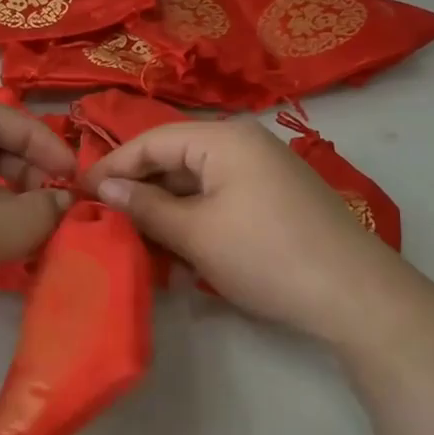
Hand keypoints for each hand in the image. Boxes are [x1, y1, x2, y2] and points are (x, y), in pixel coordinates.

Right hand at [84, 118, 413, 345]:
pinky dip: (194, 218)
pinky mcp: (274, 200)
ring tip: (133, 237)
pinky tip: (176, 247)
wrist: (355, 295)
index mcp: (224, 138)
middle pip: (175, 158)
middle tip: (102, 220)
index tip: (78, 193)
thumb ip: (145, 207)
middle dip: (139, 190)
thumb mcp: (195, 233)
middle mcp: (244, 144)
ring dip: (165, 208)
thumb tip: (103, 190)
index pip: (152, 141)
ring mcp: (263, 172)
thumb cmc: (266, 255)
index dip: (113, 166)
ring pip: (196, 182)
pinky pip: (219, 198)